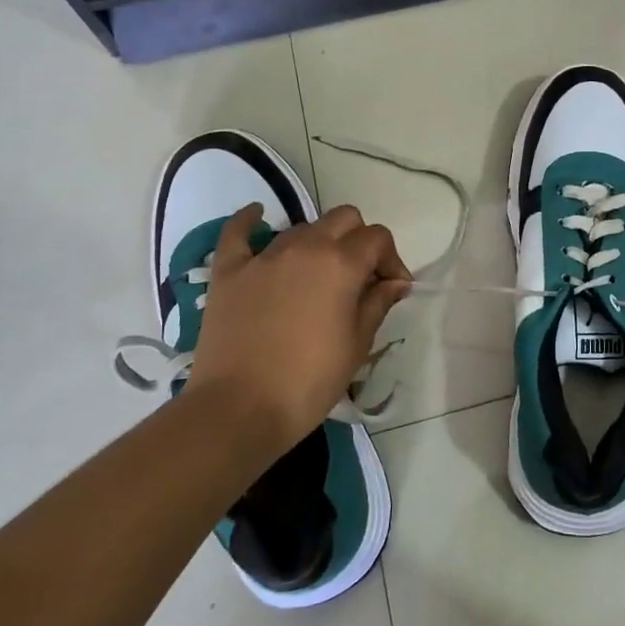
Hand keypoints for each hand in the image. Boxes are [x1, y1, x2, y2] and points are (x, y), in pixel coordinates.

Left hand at [184, 203, 410, 453]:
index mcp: (341, 264)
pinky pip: (238, 231)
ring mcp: (264, 256)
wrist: (239, 409)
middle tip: (360, 277)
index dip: (391, 260)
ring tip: (318, 276)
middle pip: (343, 219)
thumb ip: (378, 304)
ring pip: (302, 227)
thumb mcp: (357, 345)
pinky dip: (250, 221)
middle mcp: (305, 247)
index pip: (378, 238)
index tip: (392, 289)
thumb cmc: (309, 382)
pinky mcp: (229, 270)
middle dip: (359, 240)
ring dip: (319, 243)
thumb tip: (395, 282)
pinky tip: (258, 215)